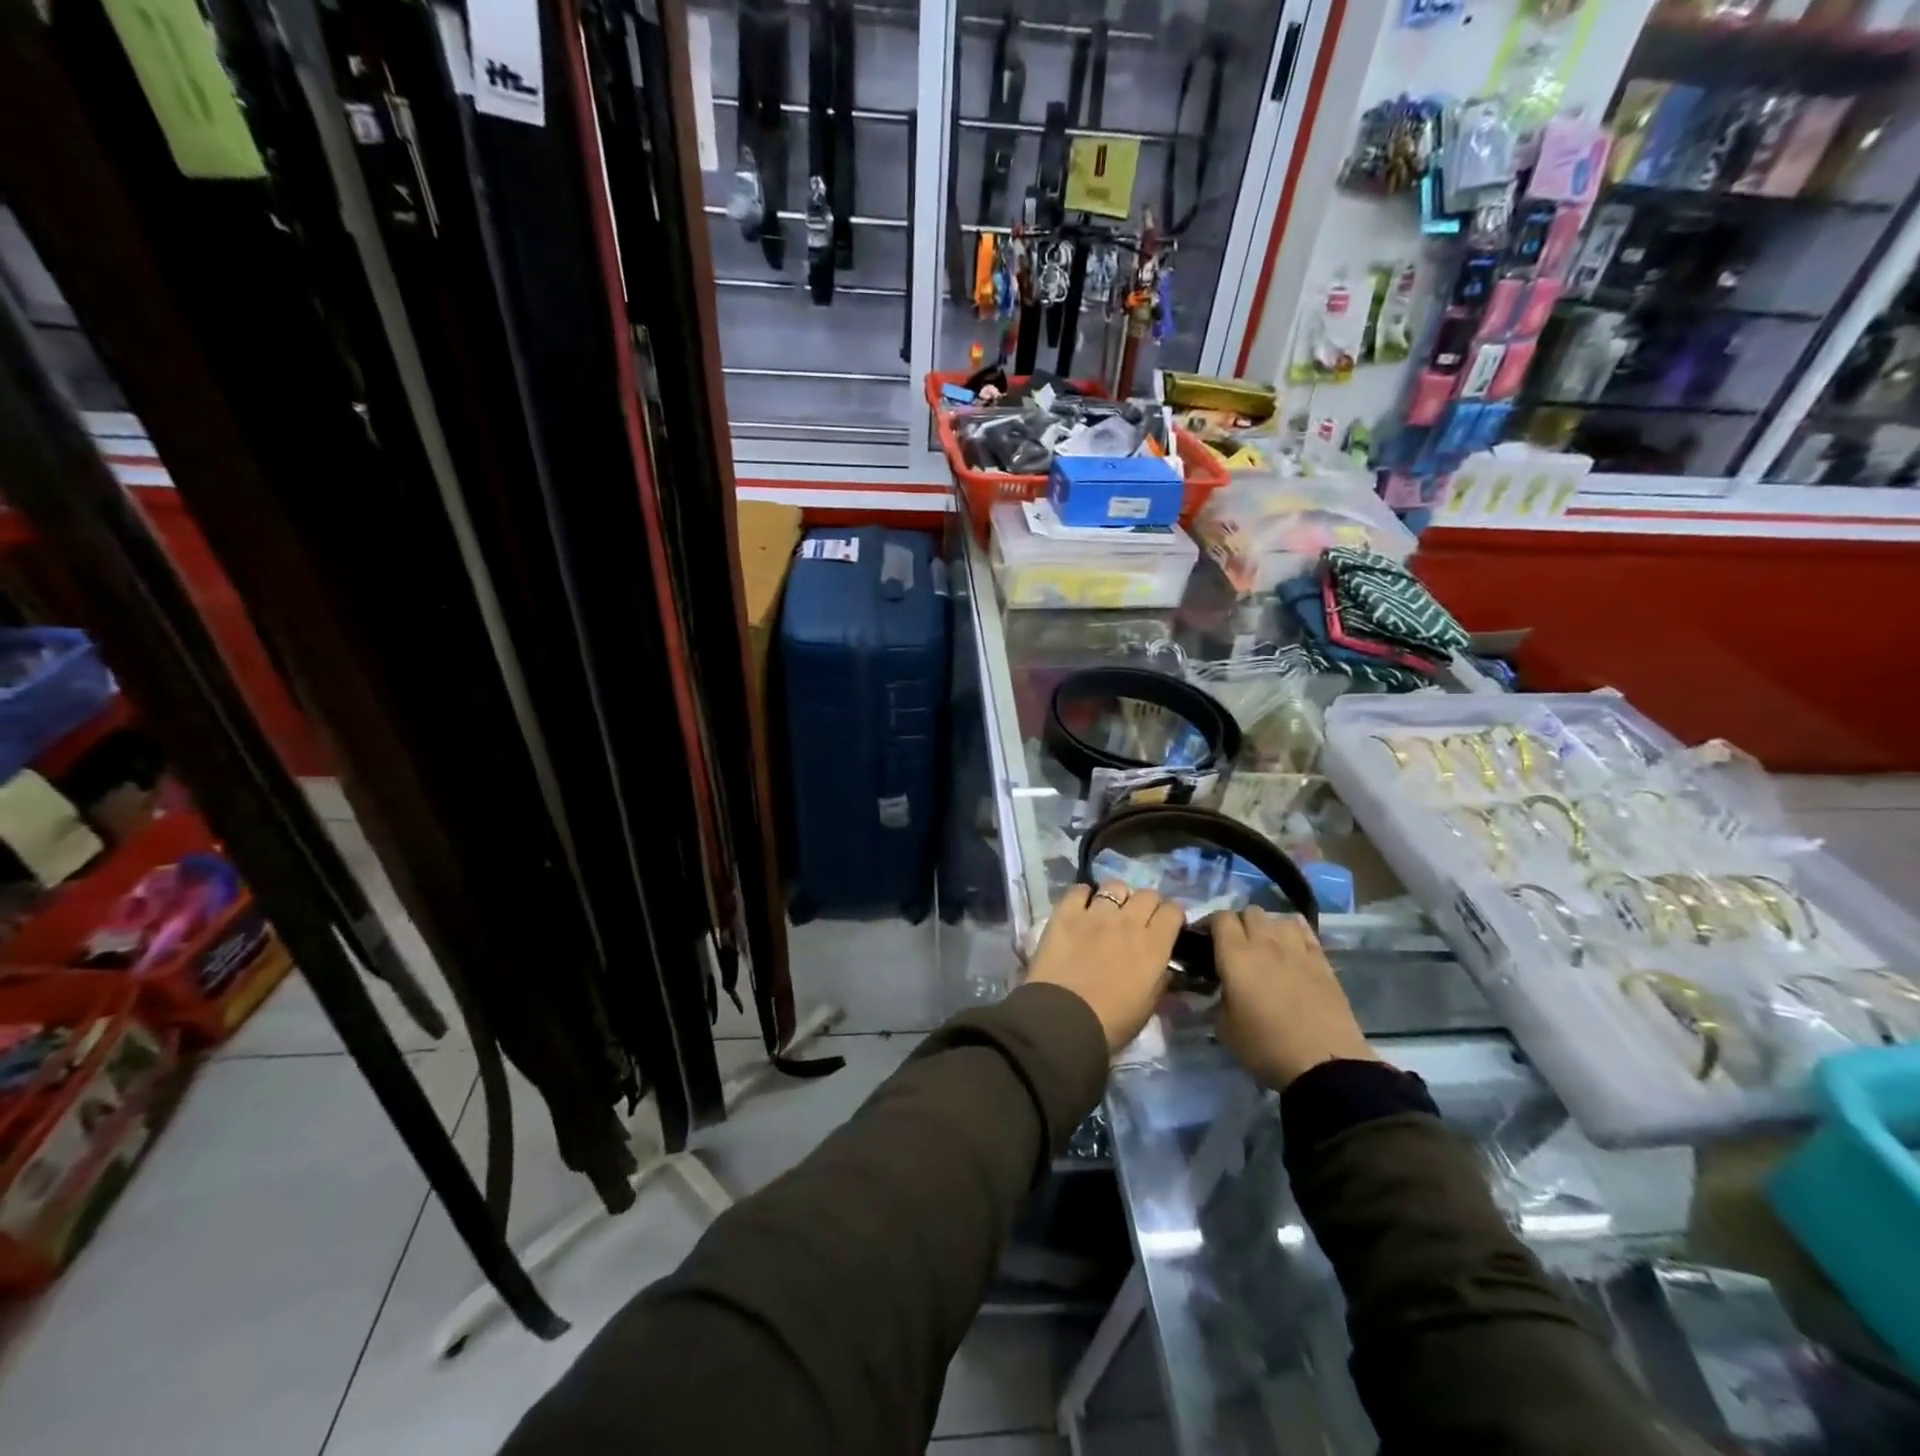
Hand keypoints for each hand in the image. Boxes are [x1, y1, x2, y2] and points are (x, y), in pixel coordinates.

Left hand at [1026, 883, 1180, 1053]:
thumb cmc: (1111, 1023)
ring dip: (1116, 897)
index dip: (1172, 916)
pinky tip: (1080, 907)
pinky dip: (1082, 895)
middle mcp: (1128, 922)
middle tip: (1138, 920)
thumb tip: (1163, 966)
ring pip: (1114, 886)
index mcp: (1154, 946)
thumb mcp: (1148, 1006)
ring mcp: (1095, 914)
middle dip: (1147, 904)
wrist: (1064, 1019)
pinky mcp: (1065, 913)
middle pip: (1147, 894)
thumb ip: (1159, 979)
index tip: (1166, 926)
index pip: (1173, 911)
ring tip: (1108, 911)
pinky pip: (1078, 890)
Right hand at [1208, 907, 1375, 1089]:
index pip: (1220, 918)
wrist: (1324, 1066)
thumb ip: (1218, 999)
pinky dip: (1295, 933)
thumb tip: (1222, 990)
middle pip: (1250, 911)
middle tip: (1234, 945)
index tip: (1204, 939)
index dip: (1209, 923)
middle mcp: (1265, 944)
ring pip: (1279, 918)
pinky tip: (1292, 946)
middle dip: (1239, 923)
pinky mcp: (1323, 962)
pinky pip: (1306, 932)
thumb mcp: (1225, 1028)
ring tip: (1266, 947)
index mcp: (1236, 956)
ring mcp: (1298, 950)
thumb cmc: (1266, 1047)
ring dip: (1268, 928)